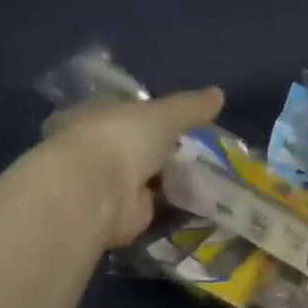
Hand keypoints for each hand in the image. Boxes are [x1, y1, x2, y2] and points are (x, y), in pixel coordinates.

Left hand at [42, 88, 223, 248]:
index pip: (119, 107)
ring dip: (168, 177)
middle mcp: (94, 148)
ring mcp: (106, 183)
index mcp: (90, 114)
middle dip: (160, 147)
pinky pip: (154, 204)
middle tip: (198, 147)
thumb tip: (218, 93)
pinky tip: (200, 199)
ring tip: (208, 173)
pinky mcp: (121, 214)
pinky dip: (173, 203)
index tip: (176, 115)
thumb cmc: (120, 138)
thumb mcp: (164, 114)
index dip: (145, 110)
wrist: (98, 193)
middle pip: (132, 144)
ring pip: (144, 176)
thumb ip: (190, 106)